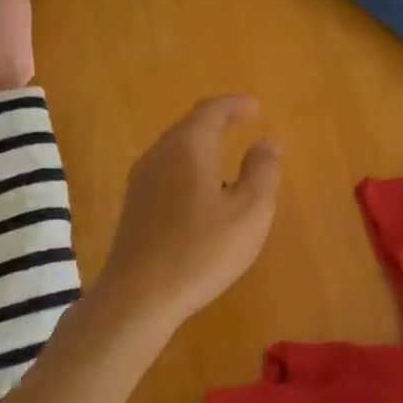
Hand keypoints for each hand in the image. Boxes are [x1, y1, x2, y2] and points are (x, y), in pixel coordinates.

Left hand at [97, 96, 282, 325]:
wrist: (137, 297)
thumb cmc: (201, 250)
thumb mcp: (249, 212)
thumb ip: (263, 171)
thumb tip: (268, 141)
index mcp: (188, 147)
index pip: (211, 111)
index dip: (235, 105)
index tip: (256, 107)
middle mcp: (159, 155)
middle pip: (189, 127)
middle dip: (217, 122)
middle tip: (242, 122)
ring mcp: (141, 182)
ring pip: (175, 150)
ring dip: (202, 147)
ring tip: (227, 160)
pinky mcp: (134, 208)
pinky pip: (166, 173)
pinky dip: (189, 169)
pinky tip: (202, 195)